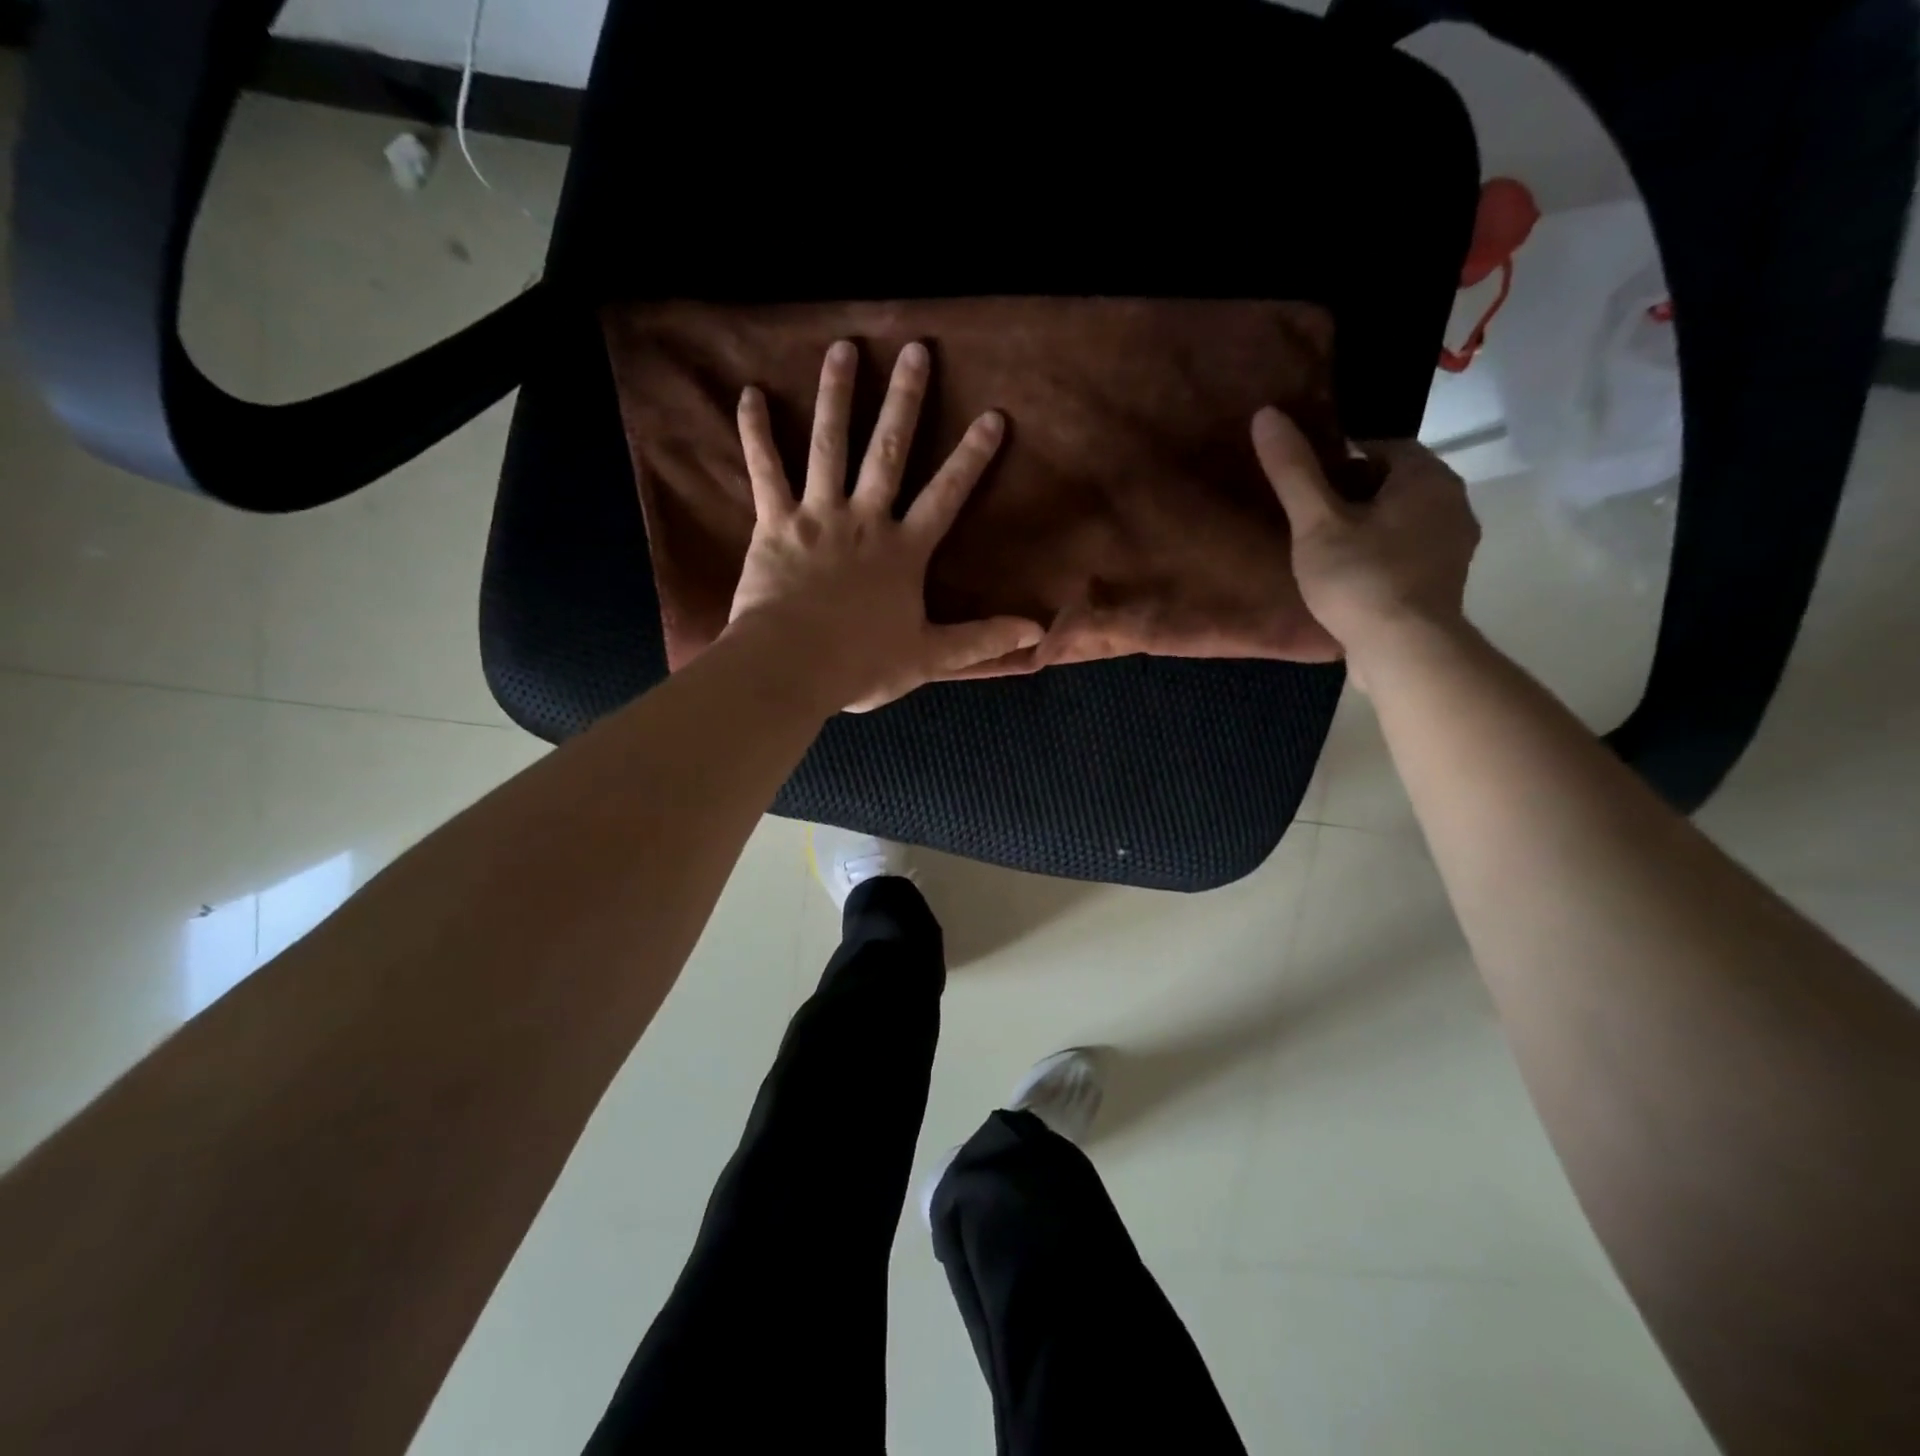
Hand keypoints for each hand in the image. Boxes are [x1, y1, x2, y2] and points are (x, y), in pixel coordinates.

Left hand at [727, 339, 1044, 712]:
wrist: (791, 667)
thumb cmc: (861, 664)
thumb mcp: (930, 657)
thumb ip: (982, 640)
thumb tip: (1037, 631)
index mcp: (904, 550)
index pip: (946, 495)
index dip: (971, 456)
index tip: (992, 415)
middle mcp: (864, 519)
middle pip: (888, 450)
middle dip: (905, 400)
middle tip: (916, 350)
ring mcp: (817, 516)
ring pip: (829, 444)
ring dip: (837, 395)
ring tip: (843, 348)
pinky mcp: (774, 523)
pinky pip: (765, 470)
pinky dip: (755, 432)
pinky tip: (749, 393)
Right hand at [1251, 406, 1479, 682]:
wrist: (1404, 649)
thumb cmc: (1360, 578)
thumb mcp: (1316, 523)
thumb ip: (1294, 471)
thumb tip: (1267, 414)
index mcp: (1427, 476)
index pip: (1382, 446)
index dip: (1341, 460)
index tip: (1308, 485)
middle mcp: (1452, 500)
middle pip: (1394, 481)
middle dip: (1355, 492)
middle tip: (1311, 518)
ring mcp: (1454, 543)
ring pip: (1403, 517)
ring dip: (1370, 524)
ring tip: (1327, 548)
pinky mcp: (1445, 578)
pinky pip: (1410, 548)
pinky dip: (1383, 552)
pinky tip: (1353, 575)